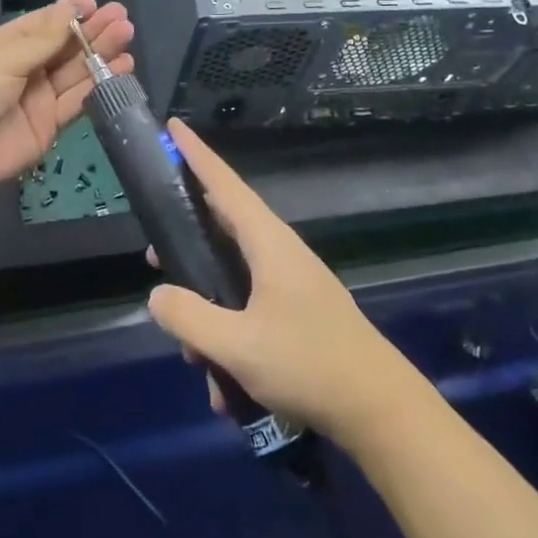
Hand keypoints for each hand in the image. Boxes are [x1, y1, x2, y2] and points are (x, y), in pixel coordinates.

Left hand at [0, 0, 132, 200]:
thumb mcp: (6, 56)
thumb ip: (45, 38)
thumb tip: (72, 7)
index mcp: (11, 44)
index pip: (47, 23)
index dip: (73, 14)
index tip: (99, 6)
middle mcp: (28, 67)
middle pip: (67, 46)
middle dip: (95, 32)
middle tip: (123, 20)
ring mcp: (40, 97)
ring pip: (77, 72)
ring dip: (102, 55)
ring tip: (128, 38)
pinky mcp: (50, 125)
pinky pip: (79, 101)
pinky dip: (100, 86)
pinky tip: (121, 69)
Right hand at [145, 121, 427, 450]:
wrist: (382, 411)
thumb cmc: (308, 364)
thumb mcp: (238, 346)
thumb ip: (189, 318)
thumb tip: (157, 294)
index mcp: (268, 242)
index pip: (224, 183)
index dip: (196, 154)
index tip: (174, 126)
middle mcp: (280, 252)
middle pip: (223, 227)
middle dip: (187, 242)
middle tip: (156, 255)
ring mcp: (292, 282)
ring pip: (234, 279)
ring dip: (209, 313)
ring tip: (196, 357)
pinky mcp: (299, 312)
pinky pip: (251, 310)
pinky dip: (232, 340)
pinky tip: (226, 388)